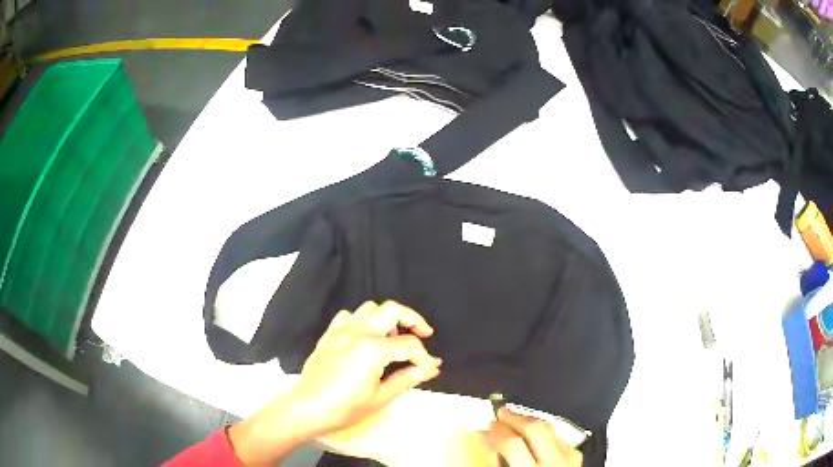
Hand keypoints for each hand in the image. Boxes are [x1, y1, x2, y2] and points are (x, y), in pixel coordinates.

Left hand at [228, 300, 440, 465]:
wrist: (308, 408)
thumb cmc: (345, 408)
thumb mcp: (381, 397)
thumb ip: (408, 378)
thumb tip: (431, 368)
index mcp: (373, 349)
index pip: (410, 345)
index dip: (424, 357)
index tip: (429, 368)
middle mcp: (359, 332)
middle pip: (392, 309)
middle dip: (413, 319)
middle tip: (423, 334)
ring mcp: (341, 330)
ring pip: (370, 308)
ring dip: (386, 318)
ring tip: (392, 337)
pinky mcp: (329, 334)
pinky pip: (348, 316)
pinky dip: (361, 321)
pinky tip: (364, 337)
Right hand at [484, 408, 581, 465]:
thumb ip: (494, 463)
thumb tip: (486, 442)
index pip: (513, 444)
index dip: (497, 431)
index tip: (486, 427)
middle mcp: (554, 464)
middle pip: (538, 431)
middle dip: (517, 418)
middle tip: (500, 413)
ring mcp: (569, 461)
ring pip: (553, 431)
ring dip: (532, 422)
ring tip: (516, 420)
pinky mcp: (577, 460)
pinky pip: (562, 440)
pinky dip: (547, 434)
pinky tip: (537, 435)